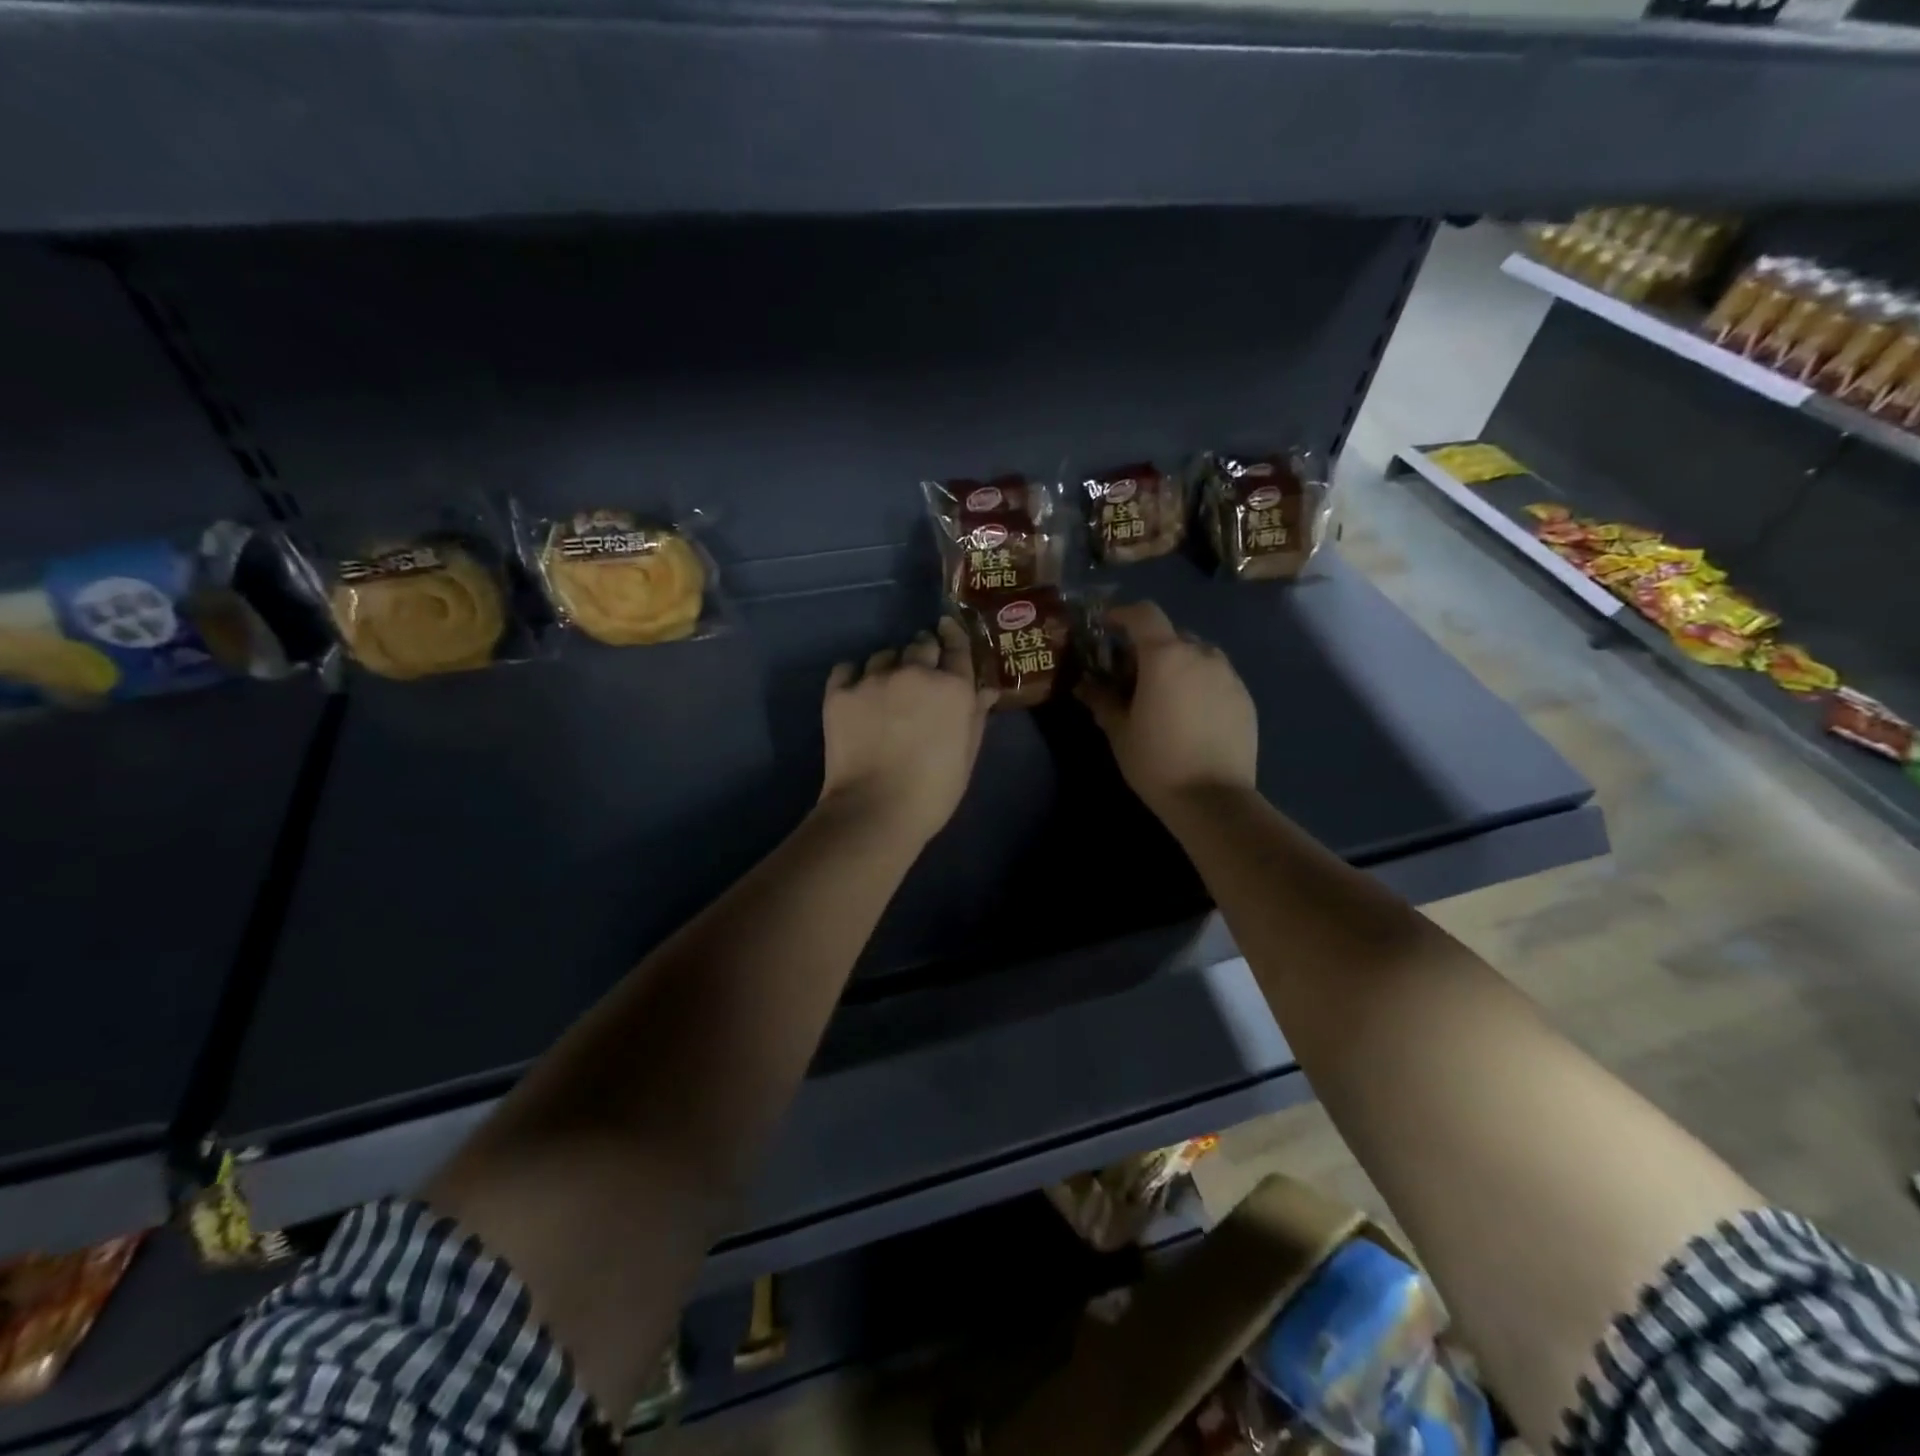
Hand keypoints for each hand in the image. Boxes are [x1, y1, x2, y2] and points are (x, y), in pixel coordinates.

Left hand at [818, 619, 995, 846]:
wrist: (875, 810)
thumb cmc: (933, 791)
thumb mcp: (966, 756)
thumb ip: (975, 716)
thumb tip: (985, 689)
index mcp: (953, 688)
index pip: (957, 646)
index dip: (953, 635)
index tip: (946, 628)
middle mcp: (915, 673)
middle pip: (921, 645)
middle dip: (922, 654)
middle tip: (918, 676)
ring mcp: (874, 679)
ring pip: (884, 655)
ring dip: (889, 666)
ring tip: (885, 689)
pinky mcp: (840, 692)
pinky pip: (848, 668)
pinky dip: (854, 676)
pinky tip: (857, 693)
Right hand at [1077, 601, 1257, 816]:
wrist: (1213, 799)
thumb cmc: (1156, 761)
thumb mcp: (1119, 731)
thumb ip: (1102, 699)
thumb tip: (1085, 685)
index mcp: (1166, 656)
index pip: (1144, 614)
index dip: (1122, 614)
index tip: (1106, 626)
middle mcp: (1201, 654)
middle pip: (1171, 635)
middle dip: (1148, 647)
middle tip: (1130, 675)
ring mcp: (1228, 675)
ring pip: (1197, 654)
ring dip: (1176, 664)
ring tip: (1162, 695)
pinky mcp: (1244, 697)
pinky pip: (1216, 677)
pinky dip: (1198, 683)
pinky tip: (1188, 714)